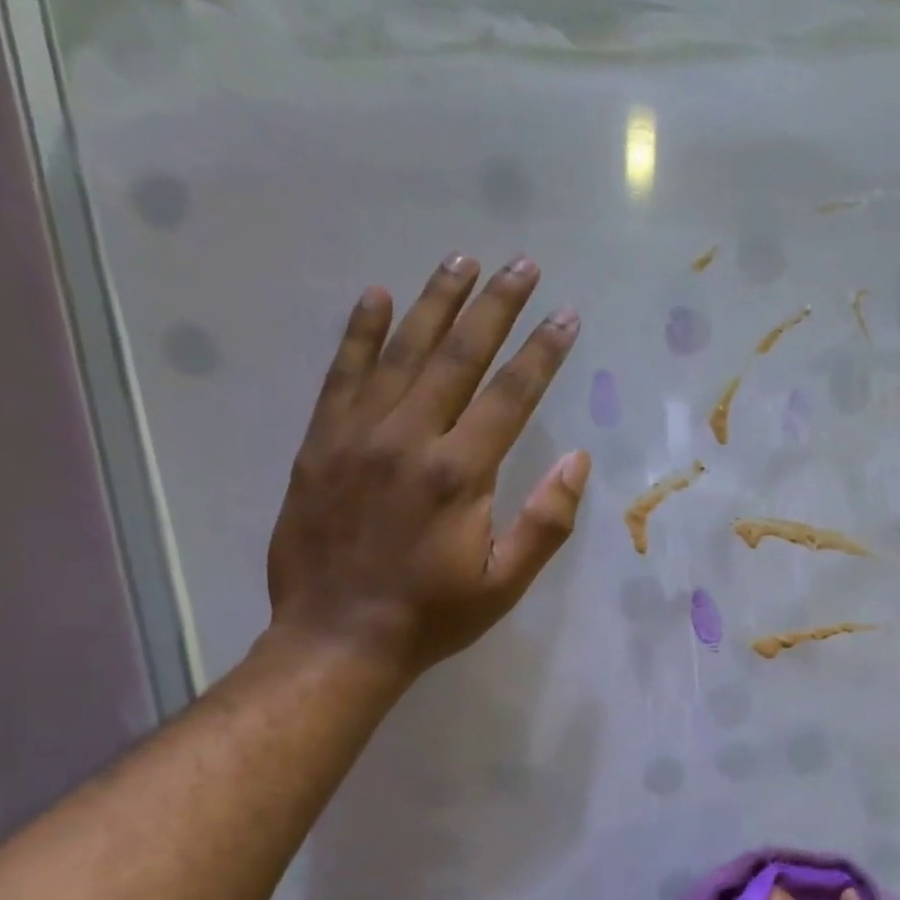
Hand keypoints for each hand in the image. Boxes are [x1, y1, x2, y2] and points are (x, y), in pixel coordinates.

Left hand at [265, 253, 588, 688]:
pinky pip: (342, 374)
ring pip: (401, 352)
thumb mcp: (504, 583)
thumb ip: (545, 522)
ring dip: (435, 303)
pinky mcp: (320, 443)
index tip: (565, 315)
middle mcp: (409, 439)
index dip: (542, 352)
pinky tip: (376, 296)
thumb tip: (580, 462)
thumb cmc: (432, 616)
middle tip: (521, 264)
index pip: (510, 395)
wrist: (338, 638)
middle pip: (458, 357)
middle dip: (495, 307)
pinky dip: (360, 332)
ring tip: (461, 261)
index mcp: (459, 474)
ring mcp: (358, 435)